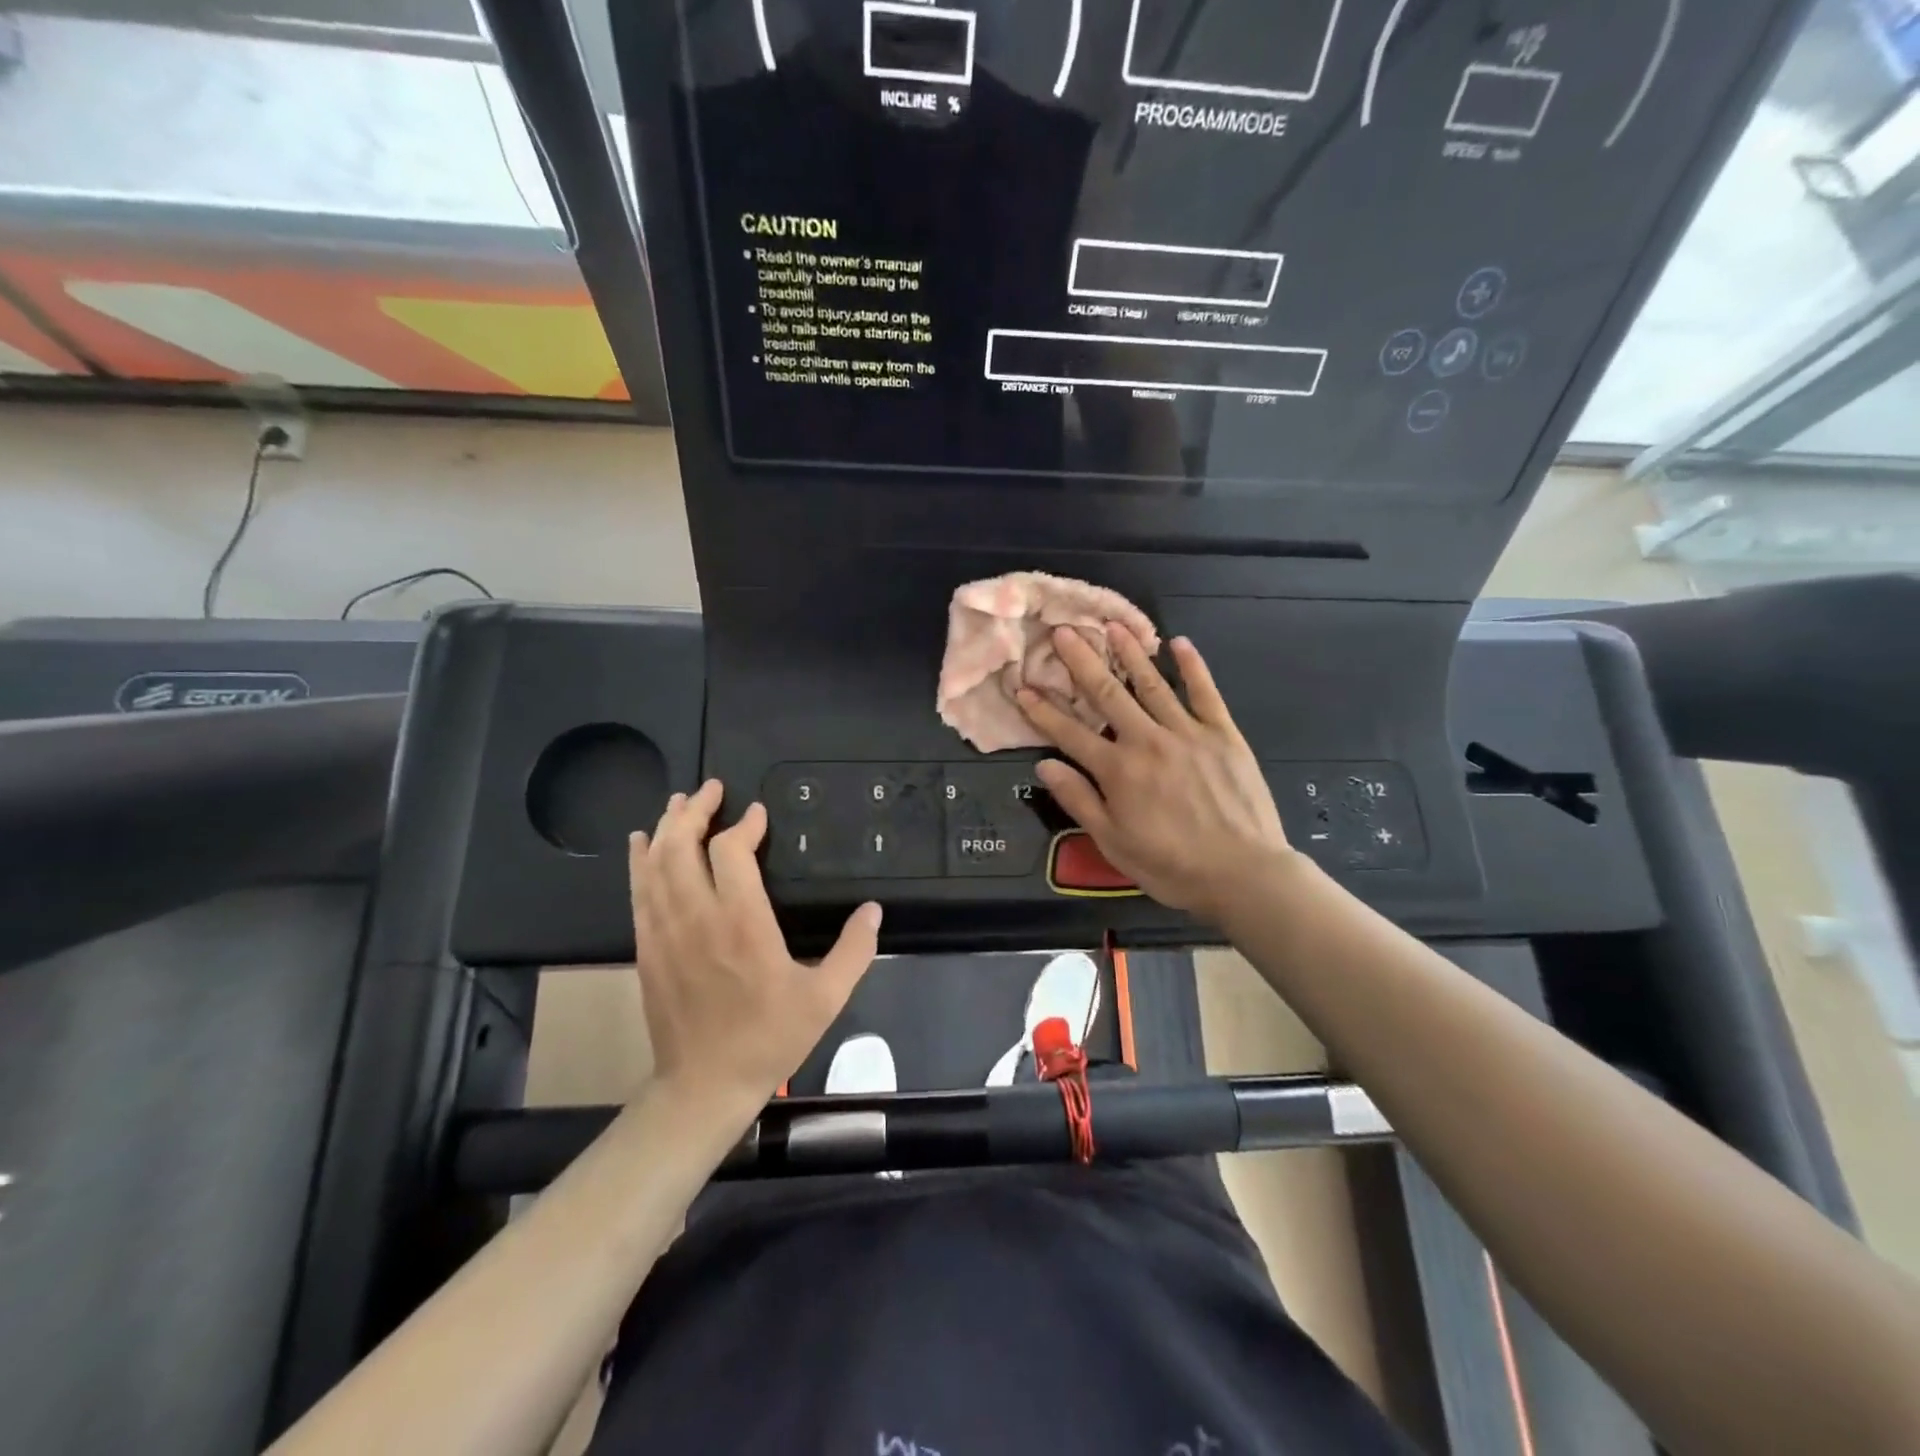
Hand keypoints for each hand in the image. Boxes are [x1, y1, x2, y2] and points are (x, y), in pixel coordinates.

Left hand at [629, 781, 880, 1111]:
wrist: (704, 1086)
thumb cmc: (769, 1039)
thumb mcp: (825, 999)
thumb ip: (854, 950)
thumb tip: (874, 910)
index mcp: (742, 924)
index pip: (731, 853)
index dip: (743, 825)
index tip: (757, 813)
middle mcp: (697, 918)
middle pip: (682, 846)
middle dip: (694, 810)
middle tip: (711, 788)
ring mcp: (664, 932)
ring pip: (655, 864)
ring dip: (666, 827)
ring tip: (678, 803)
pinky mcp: (646, 948)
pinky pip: (638, 892)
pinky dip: (640, 861)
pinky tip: (642, 844)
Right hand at [1016, 626, 1295, 924]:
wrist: (1243, 873)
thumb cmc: (1171, 865)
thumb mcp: (1113, 842)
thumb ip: (1079, 800)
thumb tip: (1044, 765)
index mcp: (1118, 770)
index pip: (1070, 733)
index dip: (1042, 711)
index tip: (1022, 687)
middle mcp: (1147, 741)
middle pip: (1107, 694)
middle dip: (1081, 661)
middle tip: (1063, 631)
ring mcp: (1187, 732)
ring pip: (1151, 683)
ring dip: (1130, 652)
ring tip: (1112, 625)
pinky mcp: (1223, 734)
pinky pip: (1204, 692)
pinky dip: (1192, 666)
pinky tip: (1180, 643)